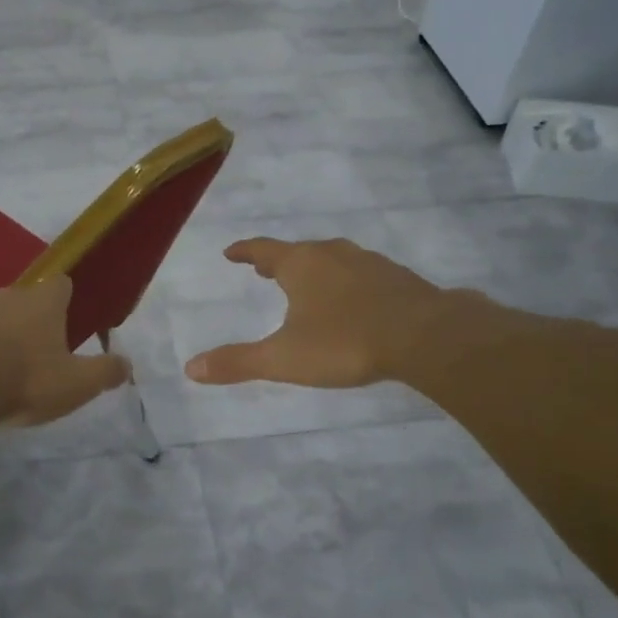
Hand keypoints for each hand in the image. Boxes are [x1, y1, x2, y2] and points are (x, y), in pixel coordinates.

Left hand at [0, 277, 129, 426]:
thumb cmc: (26, 380)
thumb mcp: (78, 383)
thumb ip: (105, 372)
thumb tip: (126, 364)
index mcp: (40, 303)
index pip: (60, 284)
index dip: (66, 299)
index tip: (68, 319)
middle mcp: (2, 298)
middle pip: (20, 302)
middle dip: (27, 322)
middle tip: (33, 355)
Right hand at [185, 238, 493, 388]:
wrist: (426, 336)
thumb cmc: (345, 342)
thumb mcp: (284, 358)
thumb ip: (238, 362)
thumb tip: (190, 368)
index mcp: (301, 265)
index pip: (263, 250)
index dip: (244, 251)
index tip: (231, 252)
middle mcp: (332, 254)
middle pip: (298, 252)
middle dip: (278, 261)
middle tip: (264, 270)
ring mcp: (368, 263)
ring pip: (332, 260)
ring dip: (314, 269)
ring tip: (307, 284)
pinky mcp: (397, 278)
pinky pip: (361, 273)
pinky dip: (346, 281)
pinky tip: (354, 300)